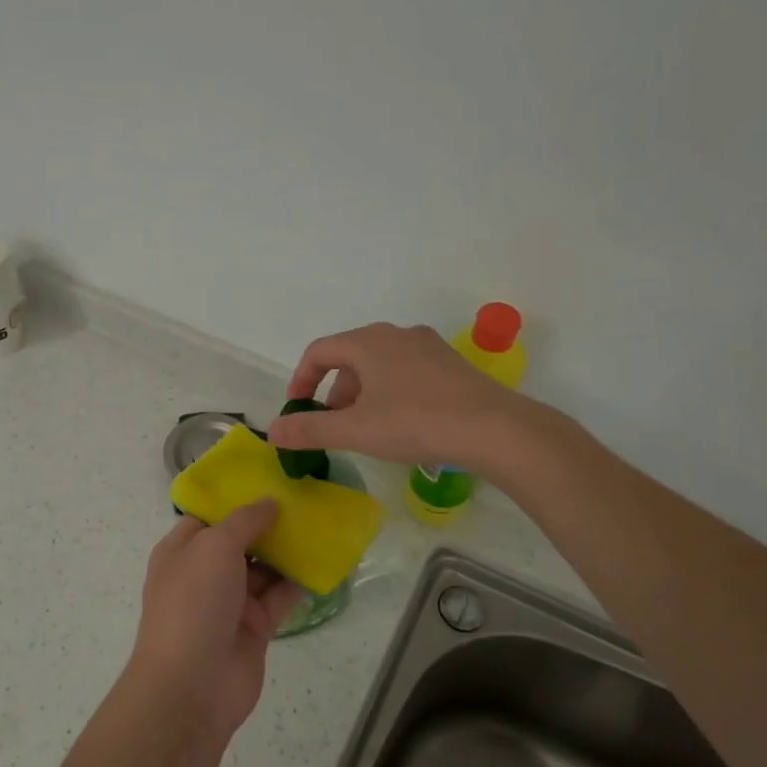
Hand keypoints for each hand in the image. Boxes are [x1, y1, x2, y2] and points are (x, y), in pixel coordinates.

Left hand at [129, 501, 303, 745]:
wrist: (192, 686)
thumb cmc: (194, 603)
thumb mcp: (214, 546)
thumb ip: (244, 521)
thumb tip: (269, 502)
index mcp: (182, 550)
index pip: (209, 516)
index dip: (236, 499)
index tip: (271, 480)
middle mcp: (203, 573)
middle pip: (240, 541)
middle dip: (269, 523)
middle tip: (306, 498)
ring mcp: (229, 602)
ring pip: (263, 569)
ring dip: (287, 551)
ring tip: (321, 524)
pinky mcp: (253, 628)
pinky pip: (279, 598)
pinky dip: (298, 583)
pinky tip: (323, 563)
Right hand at [265, 322, 528, 469]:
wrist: (493, 428)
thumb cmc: (415, 423)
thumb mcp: (355, 430)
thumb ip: (310, 429)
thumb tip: (273, 431)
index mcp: (368, 342)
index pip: (319, 351)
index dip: (301, 380)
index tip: (297, 409)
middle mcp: (396, 334)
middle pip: (350, 357)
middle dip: (334, 391)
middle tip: (333, 424)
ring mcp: (428, 346)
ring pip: (379, 364)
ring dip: (362, 392)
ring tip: (366, 427)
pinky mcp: (450, 364)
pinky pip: (406, 371)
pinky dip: (389, 392)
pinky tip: (401, 422)